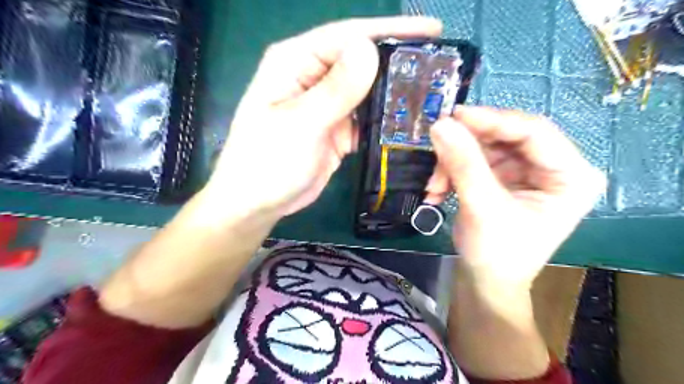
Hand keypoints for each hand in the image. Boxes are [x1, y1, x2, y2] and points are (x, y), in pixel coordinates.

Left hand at [206, 17, 443, 218]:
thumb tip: (369, 50)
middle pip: (361, 61)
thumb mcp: (300, 124)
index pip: (348, 36)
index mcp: (296, 62)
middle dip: (398, 62)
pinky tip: (406, 123)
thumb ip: (335, 90)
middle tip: (439, 68)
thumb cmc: (267, 161)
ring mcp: (326, 104)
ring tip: (431, 94)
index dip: (390, 30)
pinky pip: (365, 117)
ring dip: (394, 93)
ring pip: (367, 90)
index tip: (433, 32)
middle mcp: (313, 77)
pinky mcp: (336, 128)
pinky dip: (384, 120)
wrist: (258, 202)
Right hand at [426, 107, 602, 290]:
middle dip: (466, 147)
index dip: (492, 120)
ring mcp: (526, 172)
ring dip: (453, 163)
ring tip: (434, 185)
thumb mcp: (482, 208)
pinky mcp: (503, 178)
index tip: (453, 116)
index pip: (534, 131)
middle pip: (506, 136)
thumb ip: (463, 164)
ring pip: (484, 148)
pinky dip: (452, 172)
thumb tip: (440, 124)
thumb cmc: (497, 254)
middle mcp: (552, 168)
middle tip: (436, 148)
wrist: (486, 282)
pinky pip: (474, 161)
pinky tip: (437, 190)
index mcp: (571, 176)